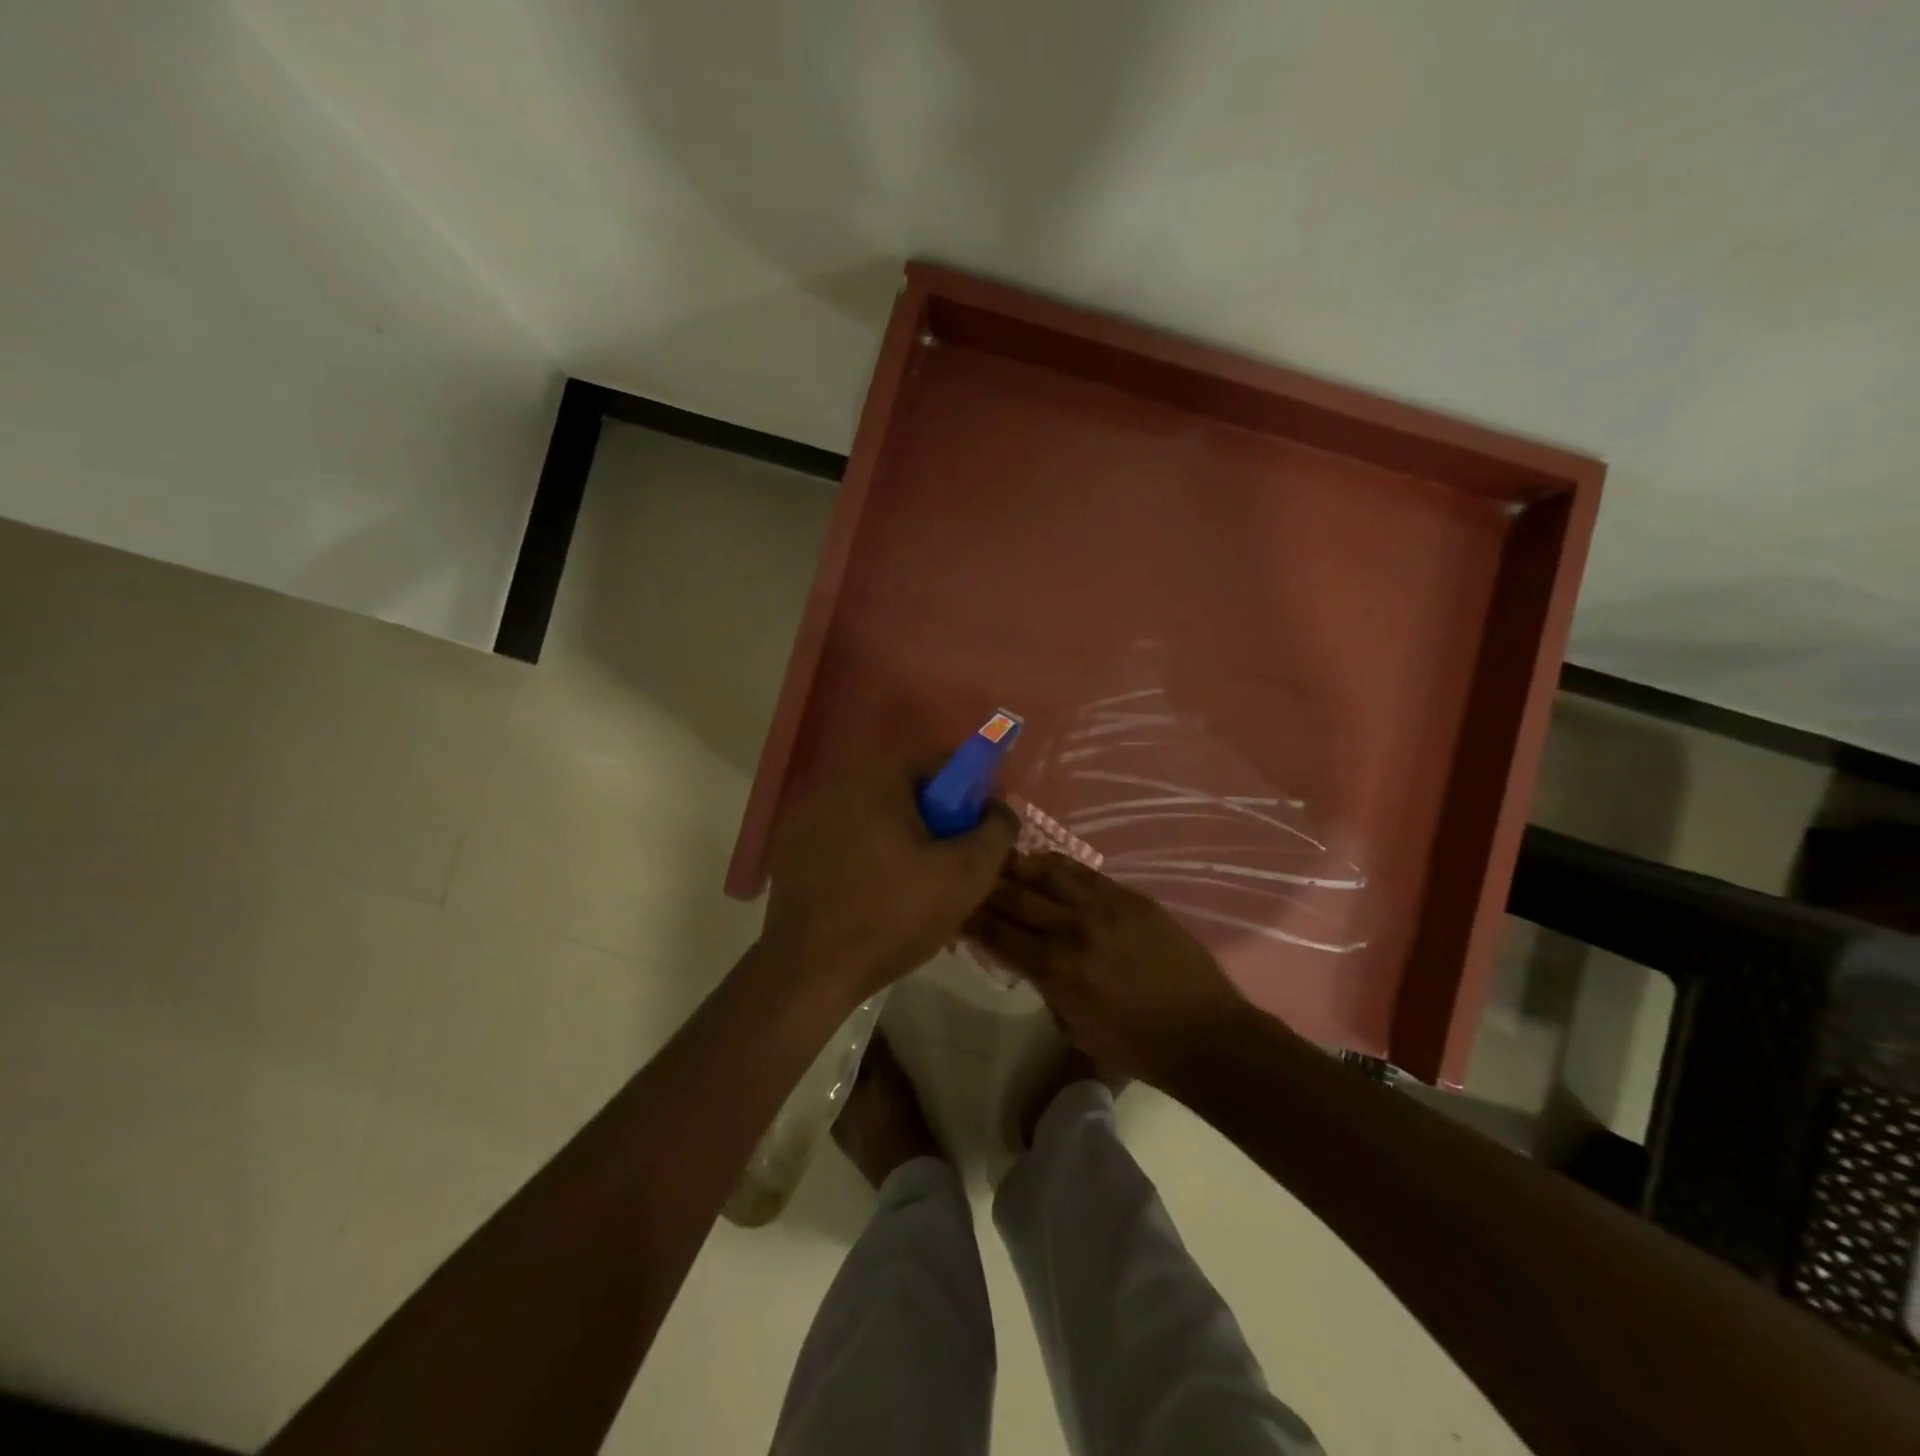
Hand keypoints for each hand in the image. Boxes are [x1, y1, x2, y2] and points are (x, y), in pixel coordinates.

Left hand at [762, 756, 1017, 1008]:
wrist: (809, 971)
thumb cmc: (893, 915)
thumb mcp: (967, 875)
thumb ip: (997, 830)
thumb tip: (1000, 809)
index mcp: (877, 776)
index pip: (941, 764)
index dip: (971, 795)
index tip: (981, 833)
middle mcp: (836, 782)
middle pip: (907, 791)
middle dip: (937, 821)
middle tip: (954, 864)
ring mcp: (806, 816)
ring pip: (875, 818)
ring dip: (902, 840)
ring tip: (918, 887)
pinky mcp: (791, 849)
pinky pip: (846, 840)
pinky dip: (868, 857)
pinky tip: (876, 897)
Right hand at [971, 852, 1249, 1085]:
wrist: (1204, 1033)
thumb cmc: (1135, 1046)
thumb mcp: (1073, 1029)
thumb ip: (1044, 988)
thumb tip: (1026, 958)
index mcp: (1055, 969)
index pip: (996, 933)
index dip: (968, 917)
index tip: (950, 907)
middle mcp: (1072, 929)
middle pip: (1014, 895)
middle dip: (984, 886)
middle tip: (964, 876)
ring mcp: (1103, 906)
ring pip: (1045, 872)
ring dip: (1015, 866)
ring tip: (997, 858)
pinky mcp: (1129, 896)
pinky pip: (1082, 871)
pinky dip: (1055, 865)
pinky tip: (1039, 860)